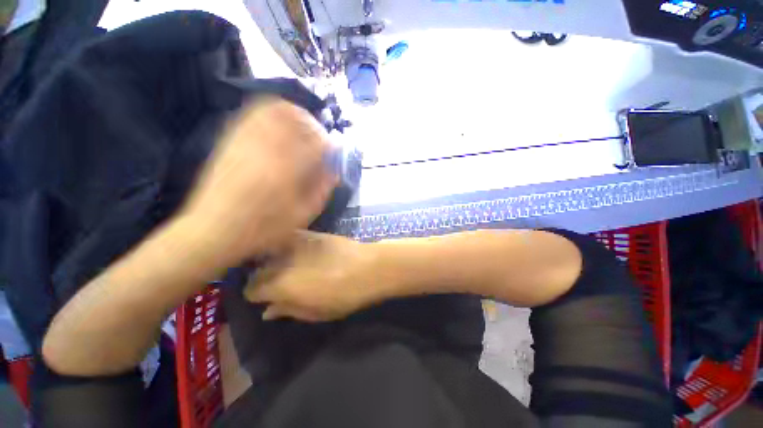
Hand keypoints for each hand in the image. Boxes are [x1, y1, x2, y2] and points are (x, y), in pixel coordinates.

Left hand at [181, 98, 337, 265]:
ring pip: (272, 110)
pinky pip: (252, 115)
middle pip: (294, 117)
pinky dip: (271, 115)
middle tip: (318, 137)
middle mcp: (267, 148)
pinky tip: (278, 128)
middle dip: (312, 124)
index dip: (330, 144)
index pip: (316, 144)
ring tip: (301, 129)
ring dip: (292, 115)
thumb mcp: (302, 215)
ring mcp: (246, 141)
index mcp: (288, 170)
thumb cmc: (264, 228)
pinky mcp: (230, 141)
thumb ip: (322, 189)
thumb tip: (335, 170)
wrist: (214, 230)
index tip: (335, 150)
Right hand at [245, 232, 380, 321]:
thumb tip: (267, 311)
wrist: (368, 267)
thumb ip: (288, 310)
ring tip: (284, 266)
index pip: (251, 289)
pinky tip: (297, 251)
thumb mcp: (315, 313)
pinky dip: (287, 246)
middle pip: (258, 270)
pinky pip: (289, 238)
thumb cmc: (344, 296)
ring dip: (272, 260)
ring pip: (271, 252)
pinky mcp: (310, 233)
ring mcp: (296, 243)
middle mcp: (282, 261)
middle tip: (276, 283)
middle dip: (262, 278)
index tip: (265, 298)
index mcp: (280, 285)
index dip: (256, 295)